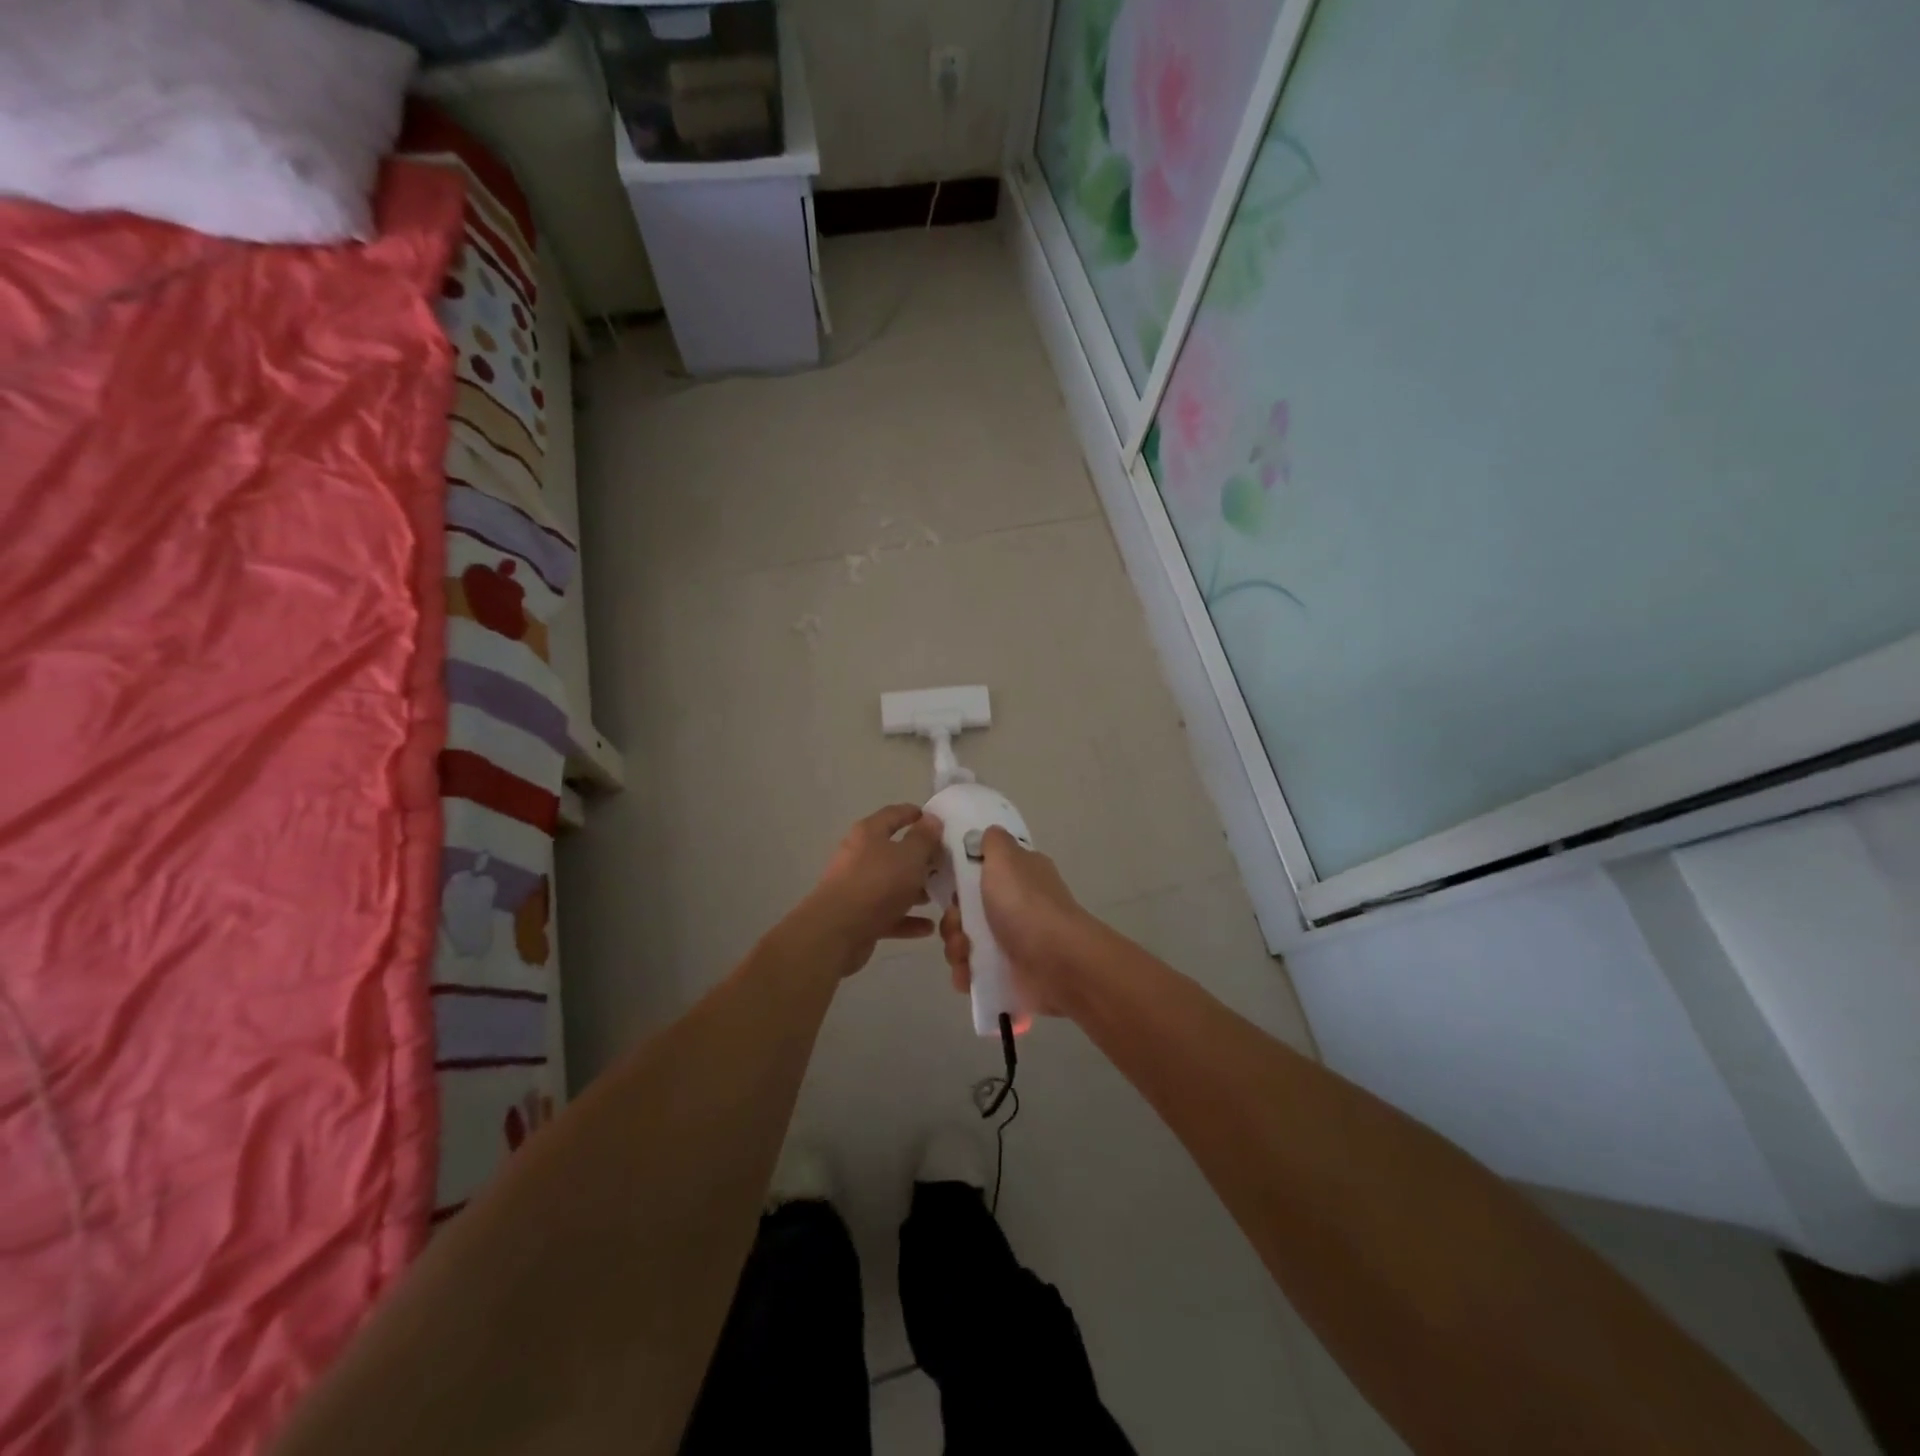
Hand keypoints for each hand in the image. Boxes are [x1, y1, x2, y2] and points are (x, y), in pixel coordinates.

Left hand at [803, 804, 943, 973]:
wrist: (837, 931)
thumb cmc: (878, 884)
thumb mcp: (910, 856)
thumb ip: (924, 838)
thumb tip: (932, 819)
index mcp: (869, 833)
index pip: (893, 814)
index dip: (914, 814)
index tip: (936, 820)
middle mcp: (859, 856)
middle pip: (893, 851)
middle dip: (920, 858)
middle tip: (945, 863)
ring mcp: (857, 887)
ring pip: (891, 884)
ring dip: (914, 889)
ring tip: (939, 895)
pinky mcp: (858, 917)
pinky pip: (888, 914)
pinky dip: (907, 918)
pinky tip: (929, 927)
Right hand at [938, 827, 1090, 1018]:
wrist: (1056, 963)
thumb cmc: (1026, 904)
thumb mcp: (1006, 858)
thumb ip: (993, 842)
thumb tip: (989, 833)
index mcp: (1021, 875)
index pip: (983, 870)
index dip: (961, 877)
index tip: (950, 884)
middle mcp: (1018, 906)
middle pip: (967, 909)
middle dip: (953, 918)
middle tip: (957, 923)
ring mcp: (1013, 942)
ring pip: (966, 941)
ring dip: (956, 947)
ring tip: (964, 953)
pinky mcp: (1008, 974)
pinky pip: (974, 971)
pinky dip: (966, 973)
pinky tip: (967, 974)